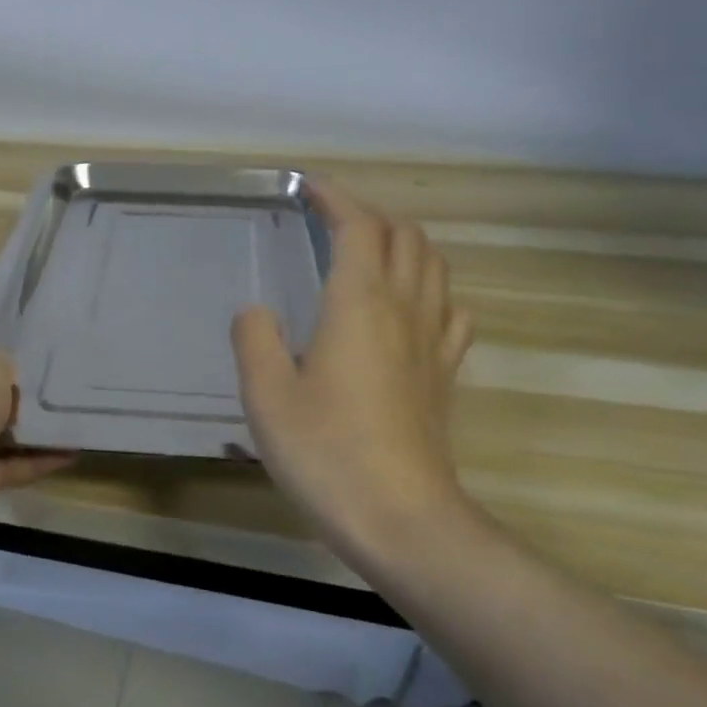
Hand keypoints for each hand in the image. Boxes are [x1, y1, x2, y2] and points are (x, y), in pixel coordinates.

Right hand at [232, 181, 475, 574]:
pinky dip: (431, 290)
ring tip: (371, 252)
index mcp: (359, 304)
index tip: (308, 186)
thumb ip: (255, 340)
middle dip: (370, 215)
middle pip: (405, 237)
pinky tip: (411, 309)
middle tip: (332, 220)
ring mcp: (433, 343)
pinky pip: (450, 311)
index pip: (359, 227)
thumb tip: (257, 312)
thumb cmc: (326, 453)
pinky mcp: (445, 376)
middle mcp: (404, 310)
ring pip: (434, 267)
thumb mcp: (266, 396)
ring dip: (404, 244)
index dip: (336, 198)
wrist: (402, 519)